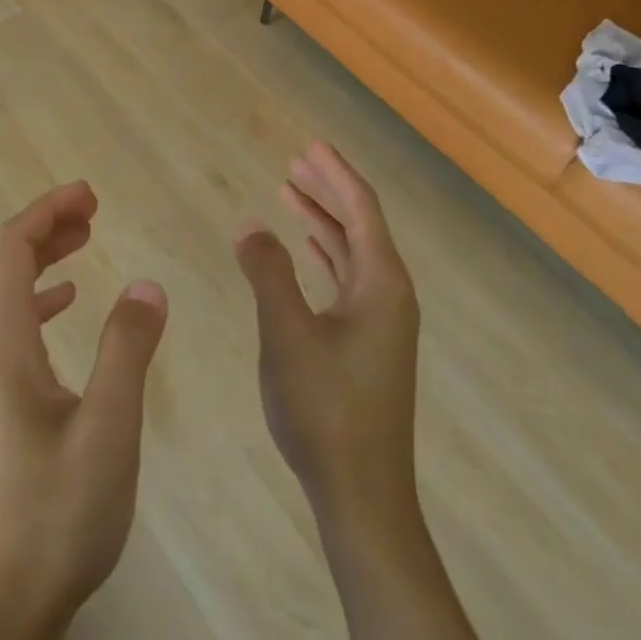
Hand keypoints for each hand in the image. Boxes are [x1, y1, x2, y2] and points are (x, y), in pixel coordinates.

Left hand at [0, 181, 168, 639]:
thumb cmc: (57, 518)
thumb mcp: (109, 430)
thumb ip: (128, 349)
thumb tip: (147, 283)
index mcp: (2, 347)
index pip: (9, 250)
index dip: (46, 211)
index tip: (90, 194)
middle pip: (0, 264)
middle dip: (43, 225)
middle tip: (92, 210)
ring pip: (2, 295)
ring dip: (40, 258)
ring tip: (84, 243)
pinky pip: (8, 327)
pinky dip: (37, 299)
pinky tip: (66, 305)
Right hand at [234, 143, 420, 534]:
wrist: (362, 494)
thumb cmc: (325, 409)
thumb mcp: (287, 334)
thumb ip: (268, 273)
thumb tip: (251, 224)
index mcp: (382, 283)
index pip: (361, 209)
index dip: (334, 173)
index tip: (309, 145)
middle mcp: (389, 294)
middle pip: (359, 225)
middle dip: (328, 190)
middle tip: (295, 163)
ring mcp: (382, 322)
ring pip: (351, 253)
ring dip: (323, 221)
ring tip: (291, 194)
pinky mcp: (368, 344)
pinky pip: (347, 280)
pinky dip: (324, 256)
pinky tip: (305, 252)